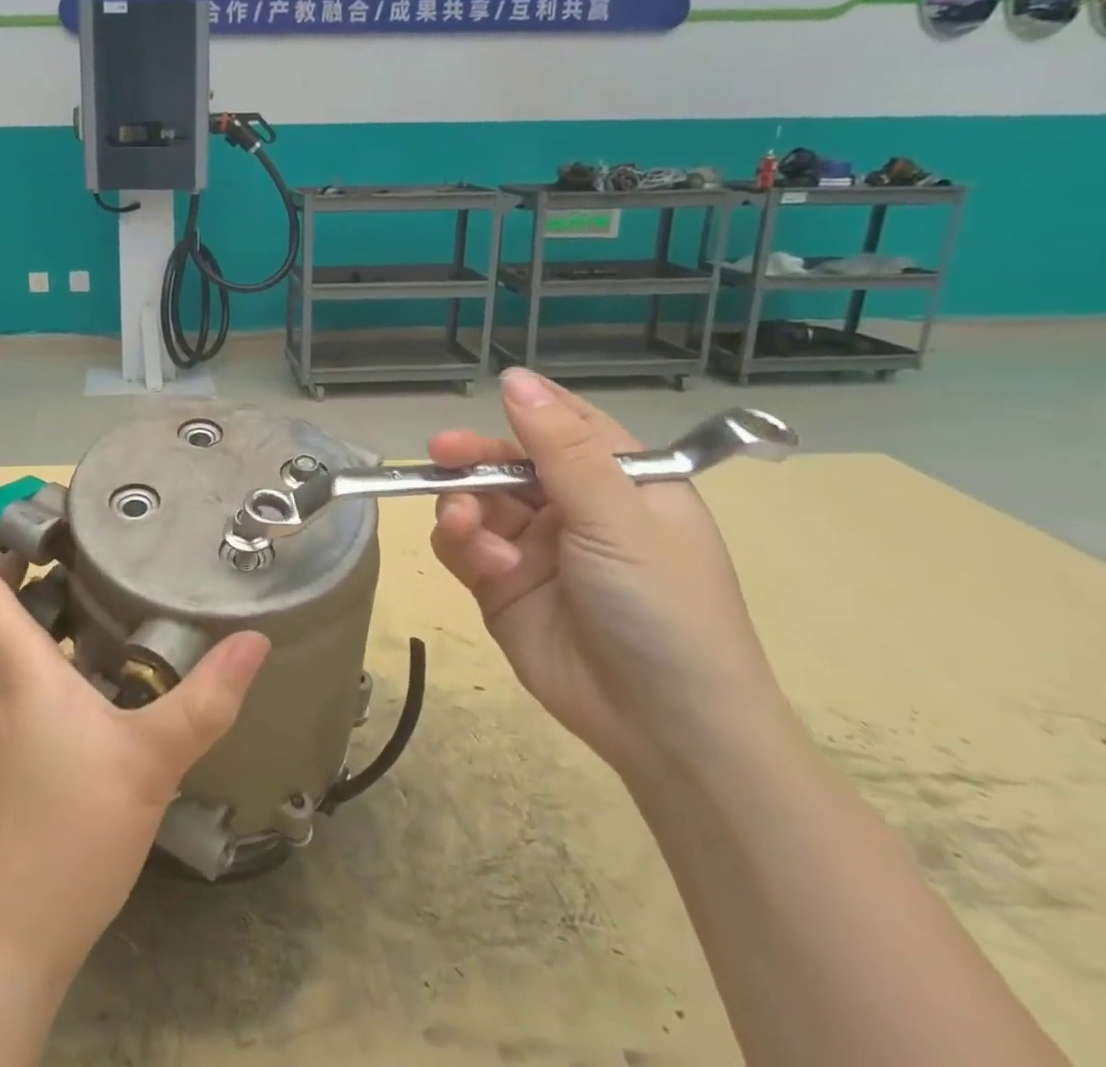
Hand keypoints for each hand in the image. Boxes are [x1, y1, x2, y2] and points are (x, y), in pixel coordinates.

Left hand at [0, 472, 270, 977]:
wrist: (12, 934)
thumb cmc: (66, 834)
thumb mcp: (150, 761)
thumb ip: (206, 699)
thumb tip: (256, 639)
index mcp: (13, 666)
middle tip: (18, 492)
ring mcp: (0, 709)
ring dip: (10, 576)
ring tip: (55, 543)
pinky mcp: (13, 735)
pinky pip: (15, 654)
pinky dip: (34, 619)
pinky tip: (80, 625)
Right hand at [428, 369, 789, 779]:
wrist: (665, 728)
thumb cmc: (662, 606)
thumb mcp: (618, 518)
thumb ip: (561, 448)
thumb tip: (515, 378)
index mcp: (619, 481)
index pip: (567, 425)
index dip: (528, 410)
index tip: (488, 400)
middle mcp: (574, 507)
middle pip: (508, 461)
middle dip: (475, 459)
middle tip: (441, 456)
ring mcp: (533, 547)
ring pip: (476, 502)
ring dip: (464, 508)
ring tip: (467, 529)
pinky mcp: (500, 585)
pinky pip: (462, 546)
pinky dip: (462, 547)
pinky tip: (484, 564)